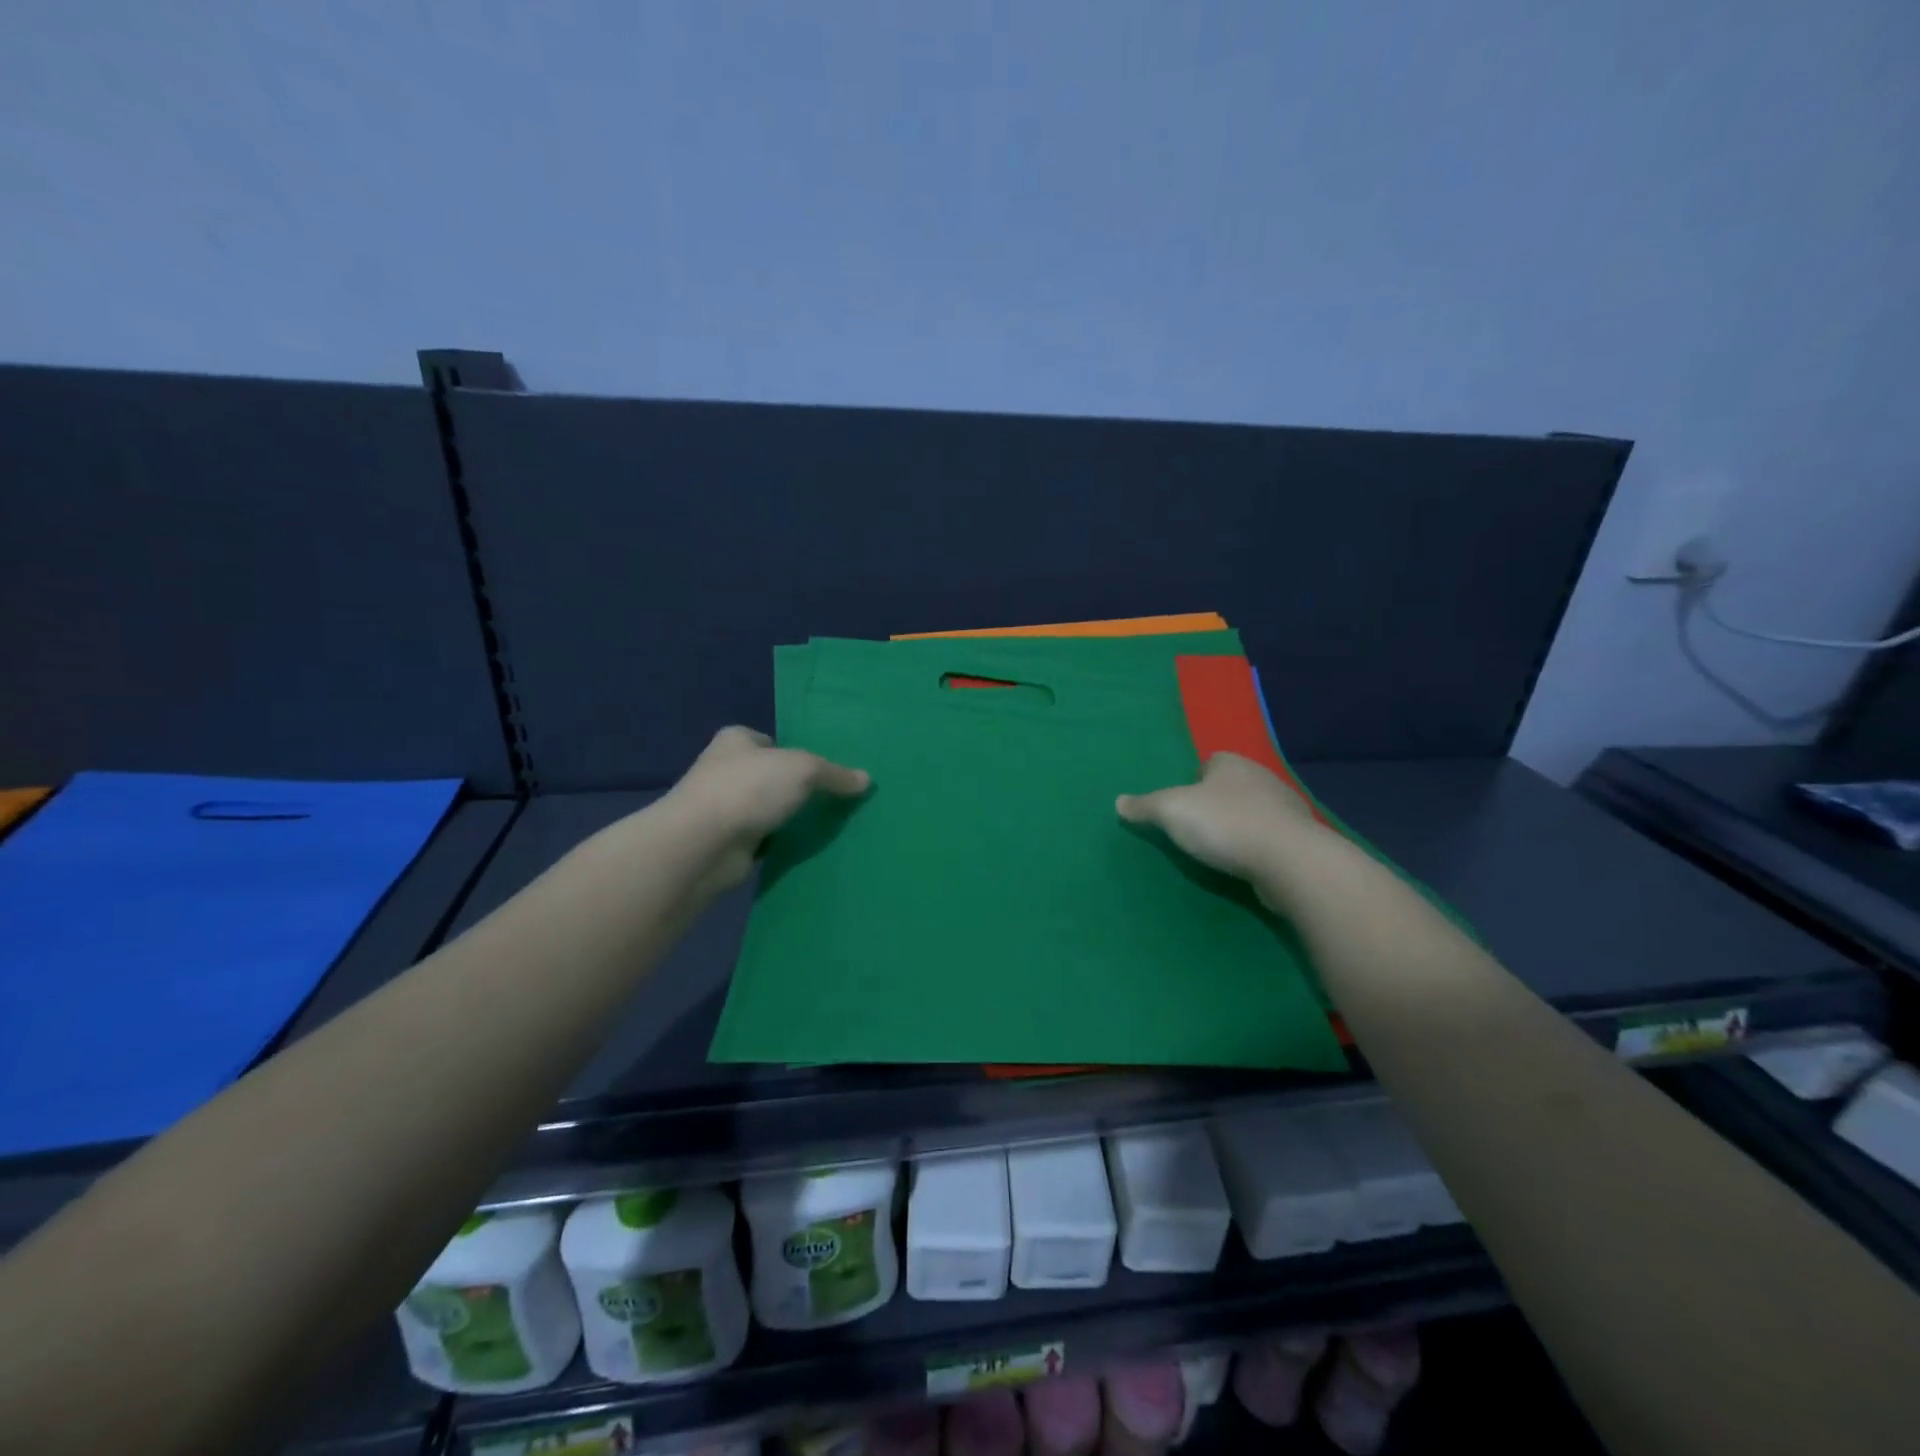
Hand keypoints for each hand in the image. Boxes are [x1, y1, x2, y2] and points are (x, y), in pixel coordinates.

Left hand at [665, 726, 869, 891]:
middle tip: (834, 798)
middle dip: (796, 788)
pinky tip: (807, 848)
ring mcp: (725, 807)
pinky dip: (781, 843)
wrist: (703, 843)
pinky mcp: (728, 841)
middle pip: (771, 776)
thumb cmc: (749, 788)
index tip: (824, 769)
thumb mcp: (803, 769)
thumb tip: (866, 779)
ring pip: (768, 809)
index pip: (771, 741)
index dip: (796, 752)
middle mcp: (726, 770)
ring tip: (829, 824)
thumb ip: (834, 774)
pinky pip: (764, 838)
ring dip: (789, 817)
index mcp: (736, 740)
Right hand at [1116, 752, 1322, 882]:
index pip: (1211, 762)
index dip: (1196, 780)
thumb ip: (1144, 806)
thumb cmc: (1224, 824)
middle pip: (1233, 786)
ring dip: (1241, 826)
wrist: (1289, 861)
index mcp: (1232, 764)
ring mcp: (1286, 810)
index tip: (1184, 802)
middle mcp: (1262, 778)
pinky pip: (1272, 838)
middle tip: (1197, 827)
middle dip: (1218, 802)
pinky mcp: (1300, 841)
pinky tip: (1246, 864)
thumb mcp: (1171, 811)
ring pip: (1255, 812)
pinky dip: (1259, 848)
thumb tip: (1119, 802)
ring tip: (1220, 849)